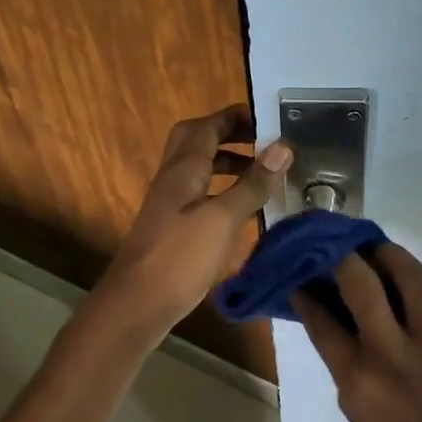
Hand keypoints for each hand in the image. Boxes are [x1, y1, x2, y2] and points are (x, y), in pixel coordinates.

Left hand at [95, 105, 290, 340]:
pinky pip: (199, 194)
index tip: (266, 118)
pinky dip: (222, 190)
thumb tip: (283, 147)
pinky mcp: (172, 227)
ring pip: (197, 169)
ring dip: (226, 163)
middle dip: (227, 134)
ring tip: (260, 173)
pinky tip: (242, 209)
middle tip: (261, 141)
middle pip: (195, 141)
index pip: (206, 126)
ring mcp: (170, 204)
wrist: (138, 304)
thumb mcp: (223, 219)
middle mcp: (173, 179)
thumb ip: (252, 184)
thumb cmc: (180, 257)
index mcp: (183, 169)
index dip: (233, 117)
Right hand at [293, 242, 421, 421]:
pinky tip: (405, 267)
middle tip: (332, 245)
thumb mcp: (355, 408)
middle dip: (340, 256)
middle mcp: (392, 349)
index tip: (298, 273)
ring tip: (370, 247)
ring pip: (406, 273)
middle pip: (361, 283)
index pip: (322, 320)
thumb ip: (342, 359)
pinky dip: (416, 271)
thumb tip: (330, 313)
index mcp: (359, 376)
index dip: (305, 291)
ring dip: (383, 252)